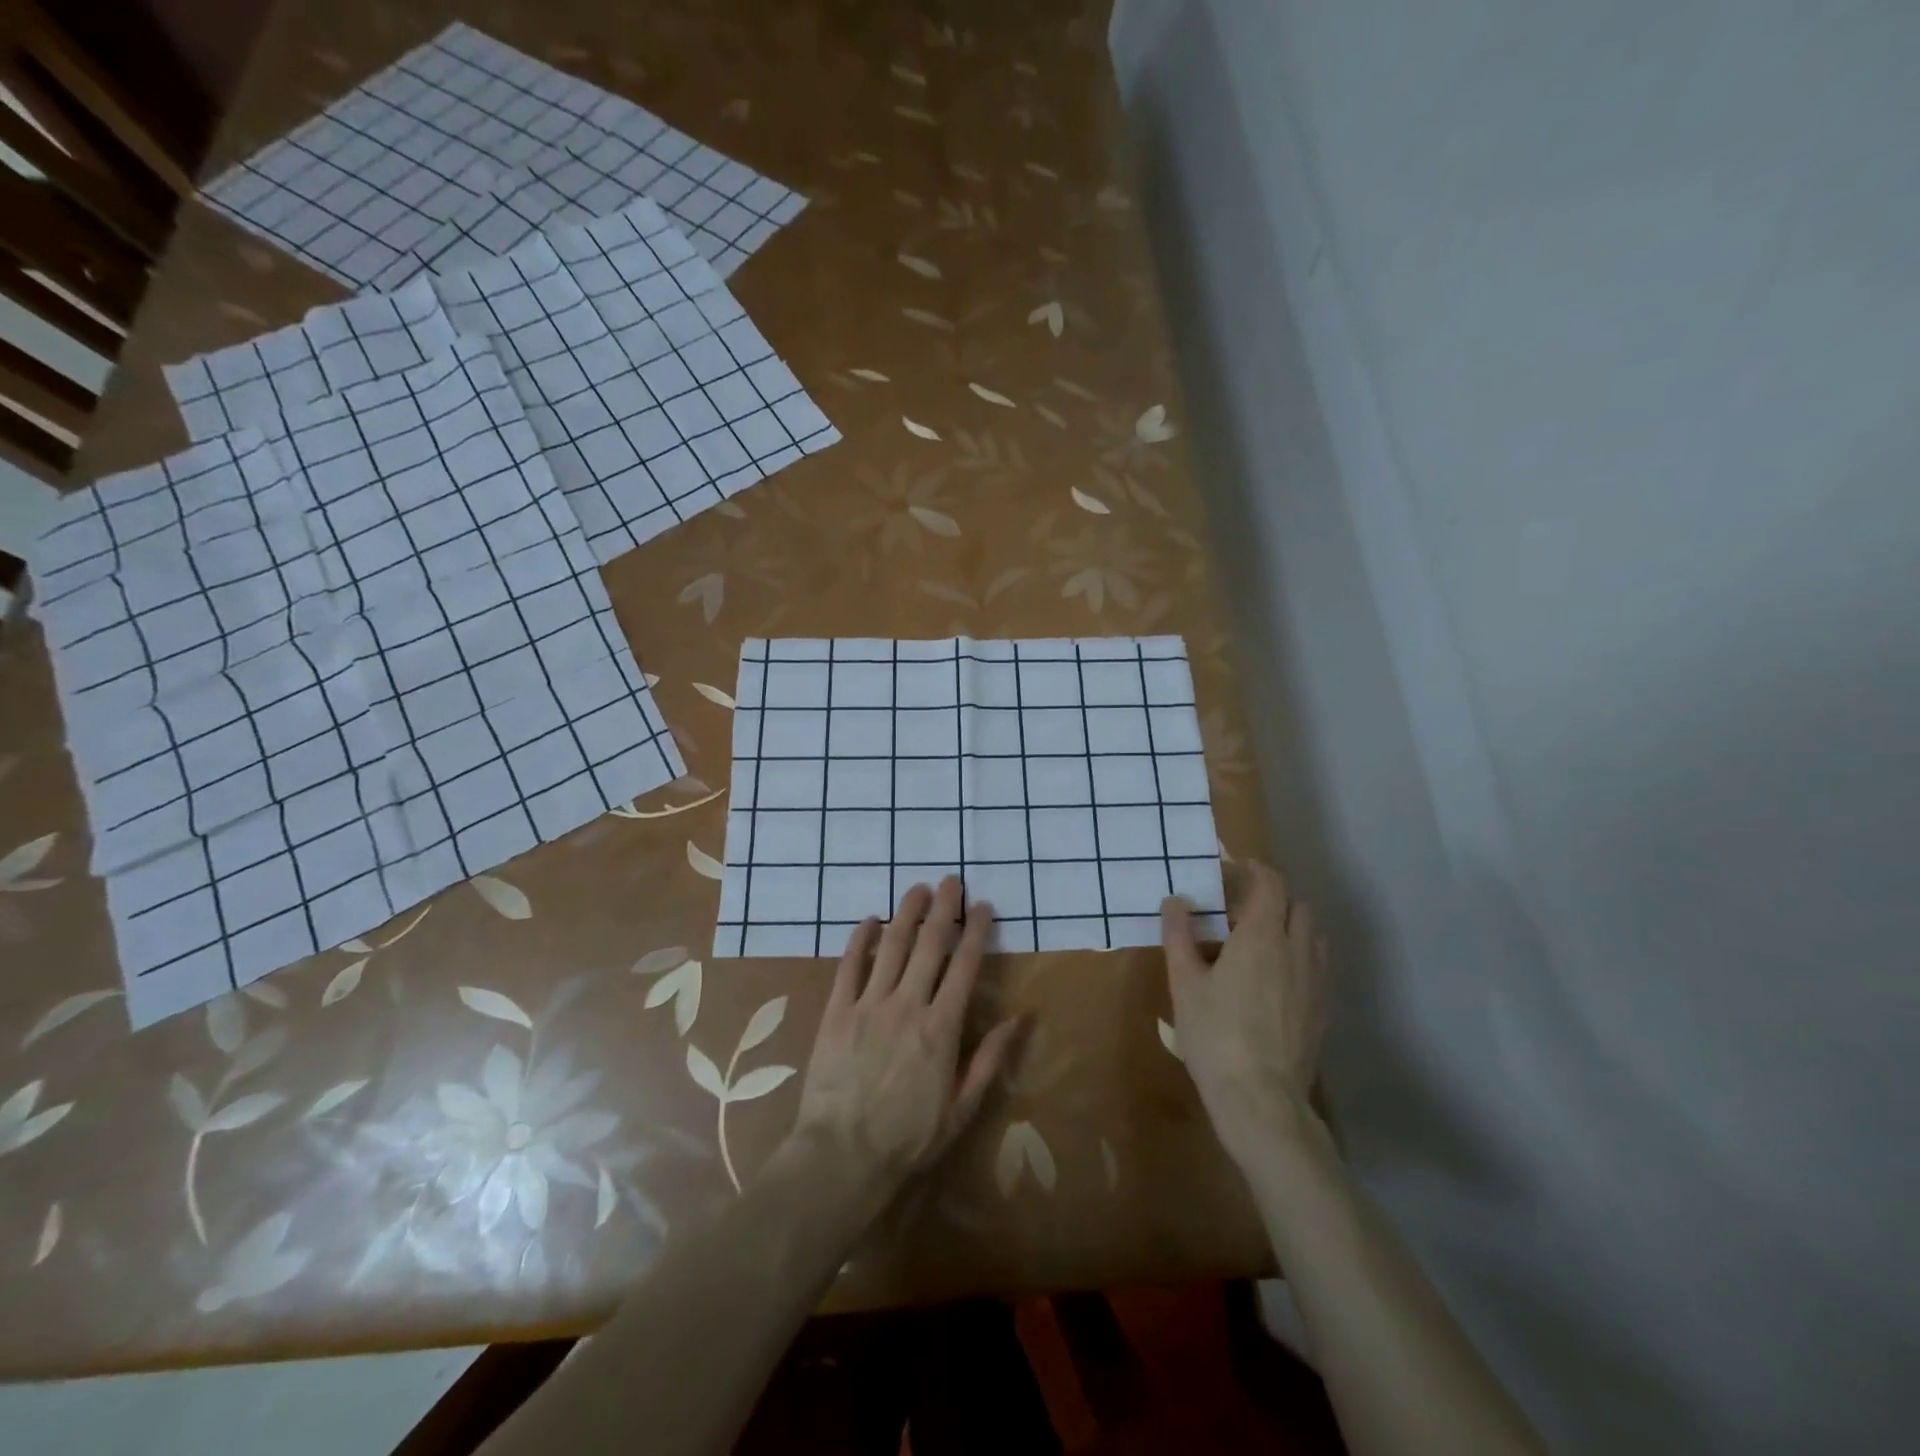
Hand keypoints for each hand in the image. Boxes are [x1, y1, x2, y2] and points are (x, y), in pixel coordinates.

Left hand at [790, 878, 1023, 1193]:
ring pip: (891, 945)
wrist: (840, 1157)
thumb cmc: (907, 1139)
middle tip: (951, 881)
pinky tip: (869, 920)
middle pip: (929, 944)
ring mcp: (869, 1004)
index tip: (982, 906)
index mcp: (941, 1028)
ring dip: (906, 913)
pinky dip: (859, 938)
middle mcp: (907, 1005)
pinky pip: (849, 965)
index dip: (975, 931)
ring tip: (918, 889)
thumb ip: (989, 1060)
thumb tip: (1020, 1018)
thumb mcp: (961, 1109)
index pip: (964, 966)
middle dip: (943, 908)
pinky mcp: (837, 1011)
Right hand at [1162, 860, 1329, 1167]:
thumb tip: (1175, 901)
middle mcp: (1296, 951)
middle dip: (1272, 898)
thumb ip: (1179, 937)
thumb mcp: (1185, 984)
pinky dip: (1298, 954)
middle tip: (1238, 911)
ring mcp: (1315, 981)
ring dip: (1289, 925)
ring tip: (1257, 942)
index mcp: (1261, 937)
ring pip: (1312, 935)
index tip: (1234, 868)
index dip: (1255, 869)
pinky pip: (1317, 964)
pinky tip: (1273, 979)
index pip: (1270, 884)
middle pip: (1297, 905)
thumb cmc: (1215, 1035)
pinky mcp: (1322, 1009)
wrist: (1262, 1099)